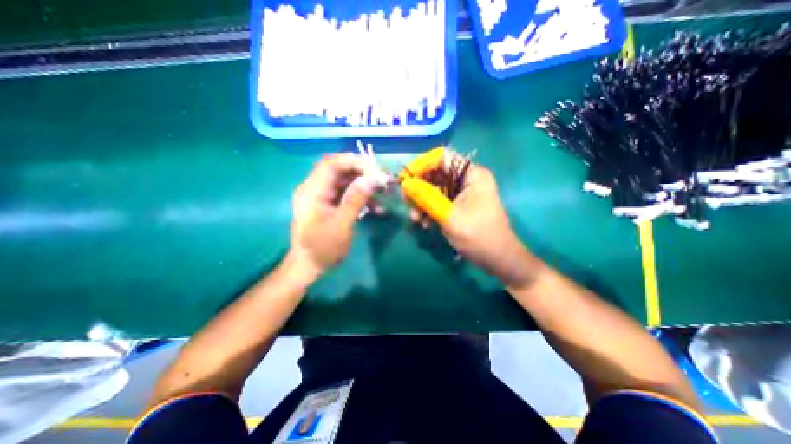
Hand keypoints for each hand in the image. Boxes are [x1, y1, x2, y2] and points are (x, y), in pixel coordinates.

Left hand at [290, 155, 378, 275]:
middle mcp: (315, 188)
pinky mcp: (329, 204)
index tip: (375, 170)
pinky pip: (347, 194)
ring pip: (345, 181)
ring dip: (364, 186)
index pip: (331, 163)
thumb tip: (371, 179)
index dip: (354, 162)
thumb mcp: (341, 225)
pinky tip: (375, 207)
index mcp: (312, 191)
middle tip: (383, 181)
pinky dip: (361, 197)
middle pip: (340, 170)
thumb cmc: (322, 248)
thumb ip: (355, 199)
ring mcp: (322, 196)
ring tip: (383, 193)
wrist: (309, 266)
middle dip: (363, 173)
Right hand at [404, 158, 540, 288]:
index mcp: (472, 174)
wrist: (498, 259)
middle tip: (406, 202)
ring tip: (415, 219)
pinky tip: (424, 224)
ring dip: (422, 202)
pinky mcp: (459, 205)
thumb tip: (405, 184)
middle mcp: (467, 179)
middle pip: (436, 173)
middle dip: (419, 188)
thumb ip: (427, 198)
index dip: (421, 165)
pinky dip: (429, 210)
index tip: (405, 180)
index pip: (441, 158)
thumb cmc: (479, 237)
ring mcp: (463, 192)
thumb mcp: (450, 216)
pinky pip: (439, 201)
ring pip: (435, 189)